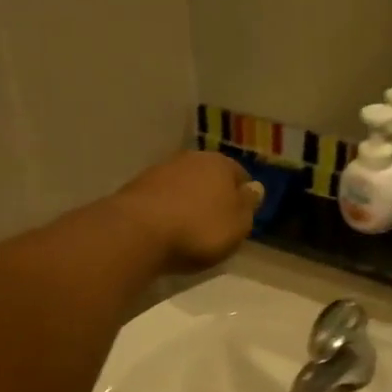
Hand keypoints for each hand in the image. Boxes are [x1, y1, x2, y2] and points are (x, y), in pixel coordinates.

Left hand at [110, 152, 263, 272]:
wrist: (138, 233)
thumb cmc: (199, 229)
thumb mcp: (238, 225)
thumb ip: (249, 205)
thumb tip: (255, 188)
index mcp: (220, 163)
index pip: (240, 175)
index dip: (243, 196)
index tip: (241, 217)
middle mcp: (190, 158)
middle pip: (209, 176)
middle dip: (214, 195)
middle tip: (216, 223)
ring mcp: (160, 170)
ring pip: (183, 185)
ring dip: (188, 201)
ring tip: (189, 228)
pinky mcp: (136, 187)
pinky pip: (161, 198)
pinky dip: (167, 210)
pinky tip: (166, 229)